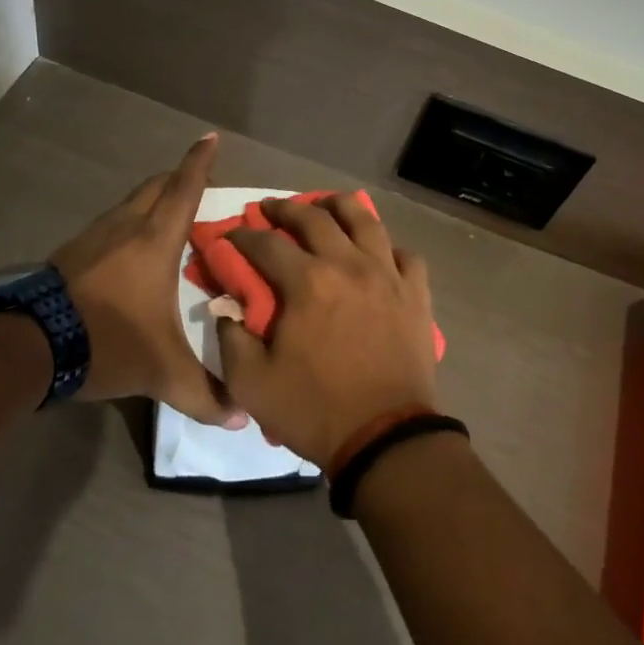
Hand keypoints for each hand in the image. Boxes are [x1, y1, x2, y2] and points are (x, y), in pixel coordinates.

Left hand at [52, 133, 245, 427]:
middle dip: (178, 177)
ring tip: (167, 220)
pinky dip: (127, 224)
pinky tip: (128, 252)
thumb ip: (203, 394)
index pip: (184, 189)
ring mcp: (93, 237)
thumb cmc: (106, 341)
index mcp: (155, 241)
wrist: (28, 346)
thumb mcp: (161, 372)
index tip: (210, 136)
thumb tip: (240, 419)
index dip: (200, 161)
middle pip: (155, 186)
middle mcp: (125, 227)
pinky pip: (109, 224)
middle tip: (197, 184)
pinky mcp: (70, 253)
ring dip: (150, 201)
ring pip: (129, 203)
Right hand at [215, 194, 439, 465]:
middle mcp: (348, 264)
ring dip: (339, 206)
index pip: (265, 243)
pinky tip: (377, 254)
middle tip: (270, 209)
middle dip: (286, 208)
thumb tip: (227, 307)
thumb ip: (231, 337)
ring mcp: (388, 275)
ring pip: (365, 220)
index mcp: (307, 282)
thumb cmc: (315, 410)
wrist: (385, 438)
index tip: (229, 237)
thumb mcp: (251, 383)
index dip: (242, 237)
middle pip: (315, 217)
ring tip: (326, 206)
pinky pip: (405, 255)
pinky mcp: (416, 293)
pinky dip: (388, 248)